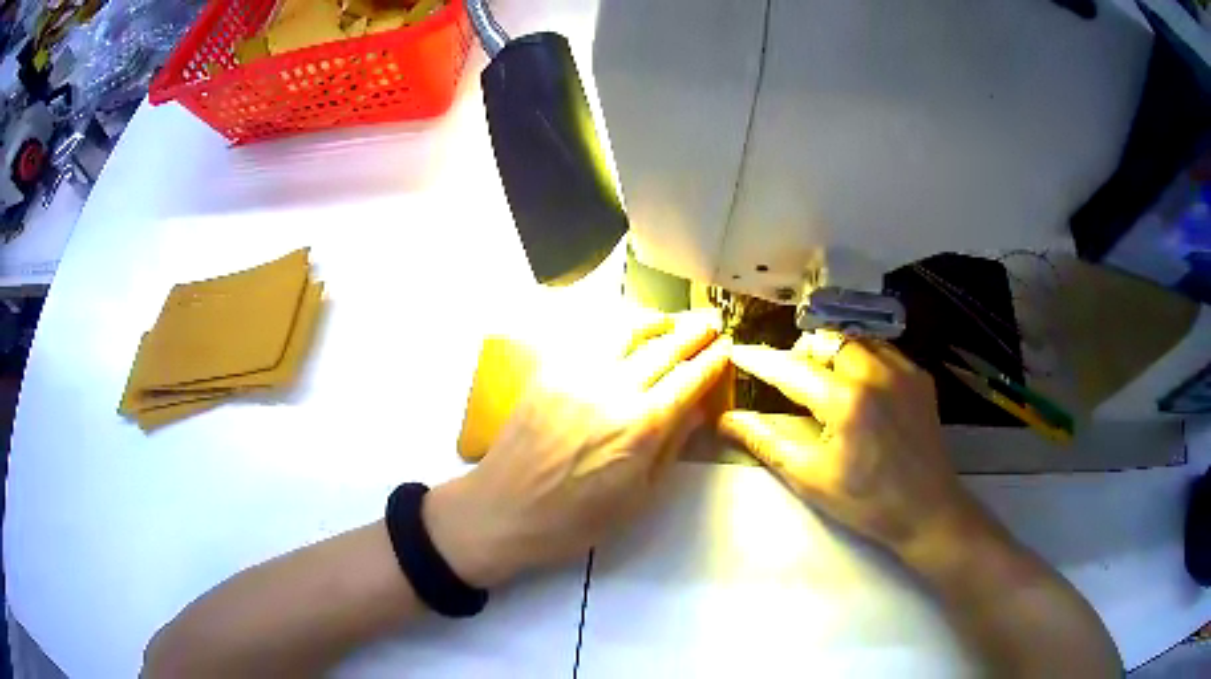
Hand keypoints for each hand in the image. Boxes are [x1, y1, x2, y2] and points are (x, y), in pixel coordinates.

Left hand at [426, 310, 731, 587]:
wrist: (504, 511)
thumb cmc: (576, 520)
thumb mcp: (639, 498)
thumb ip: (671, 448)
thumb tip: (696, 410)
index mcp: (642, 426)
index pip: (688, 380)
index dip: (712, 361)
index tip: (727, 347)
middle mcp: (613, 389)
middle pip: (663, 349)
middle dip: (692, 333)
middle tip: (710, 322)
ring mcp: (577, 375)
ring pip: (625, 332)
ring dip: (654, 322)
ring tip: (670, 321)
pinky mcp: (549, 372)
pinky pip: (588, 339)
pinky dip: (614, 329)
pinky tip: (623, 333)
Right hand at [720, 333, 976, 556]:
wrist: (927, 511)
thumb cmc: (866, 502)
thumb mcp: (810, 477)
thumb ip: (767, 441)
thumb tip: (729, 419)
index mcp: (846, 401)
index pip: (791, 370)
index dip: (760, 360)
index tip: (738, 352)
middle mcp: (876, 373)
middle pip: (826, 341)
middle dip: (803, 354)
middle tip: (793, 382)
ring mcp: (903, 371)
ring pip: (856, 340)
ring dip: (834, 353)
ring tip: (827, 382)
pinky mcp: (920, 378)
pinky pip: (883, 350)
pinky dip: (863, 358)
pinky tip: (861, 388)